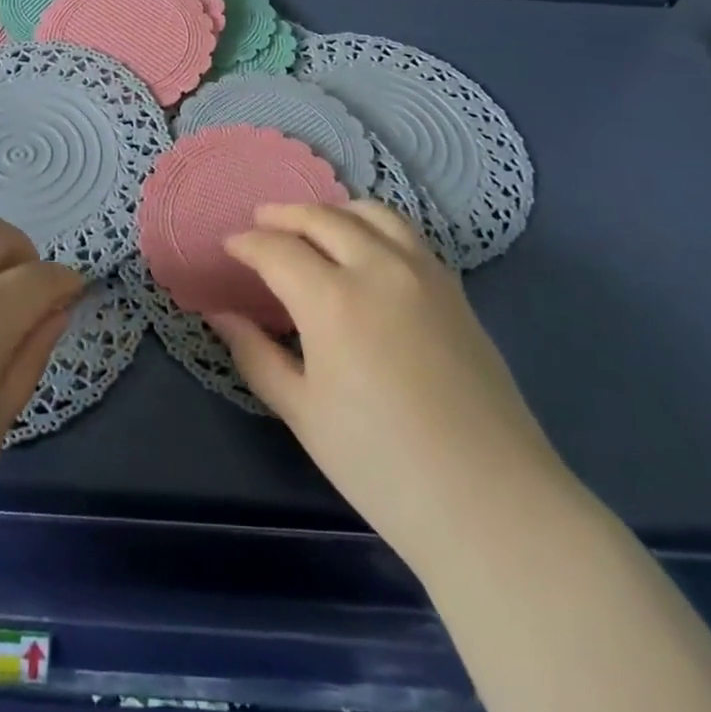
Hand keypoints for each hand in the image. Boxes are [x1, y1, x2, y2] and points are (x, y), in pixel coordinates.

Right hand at [213, 202, 571, 568]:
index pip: (277, 250)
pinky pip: (406, 233)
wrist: (490, 501)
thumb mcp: (303, 413)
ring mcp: (423, 273)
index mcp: (332, 300)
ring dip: (332, 210)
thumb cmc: (381, 464)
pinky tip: (365, 246)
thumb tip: (220, 316)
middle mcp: (377, 269)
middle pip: (322, 219)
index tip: (229, 246)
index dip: (247, 244)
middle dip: (283, 215)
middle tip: (260, 222)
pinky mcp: (454, 288)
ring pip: (371, 213)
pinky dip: (373, 224)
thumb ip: (256, 355)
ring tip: (312, 223)